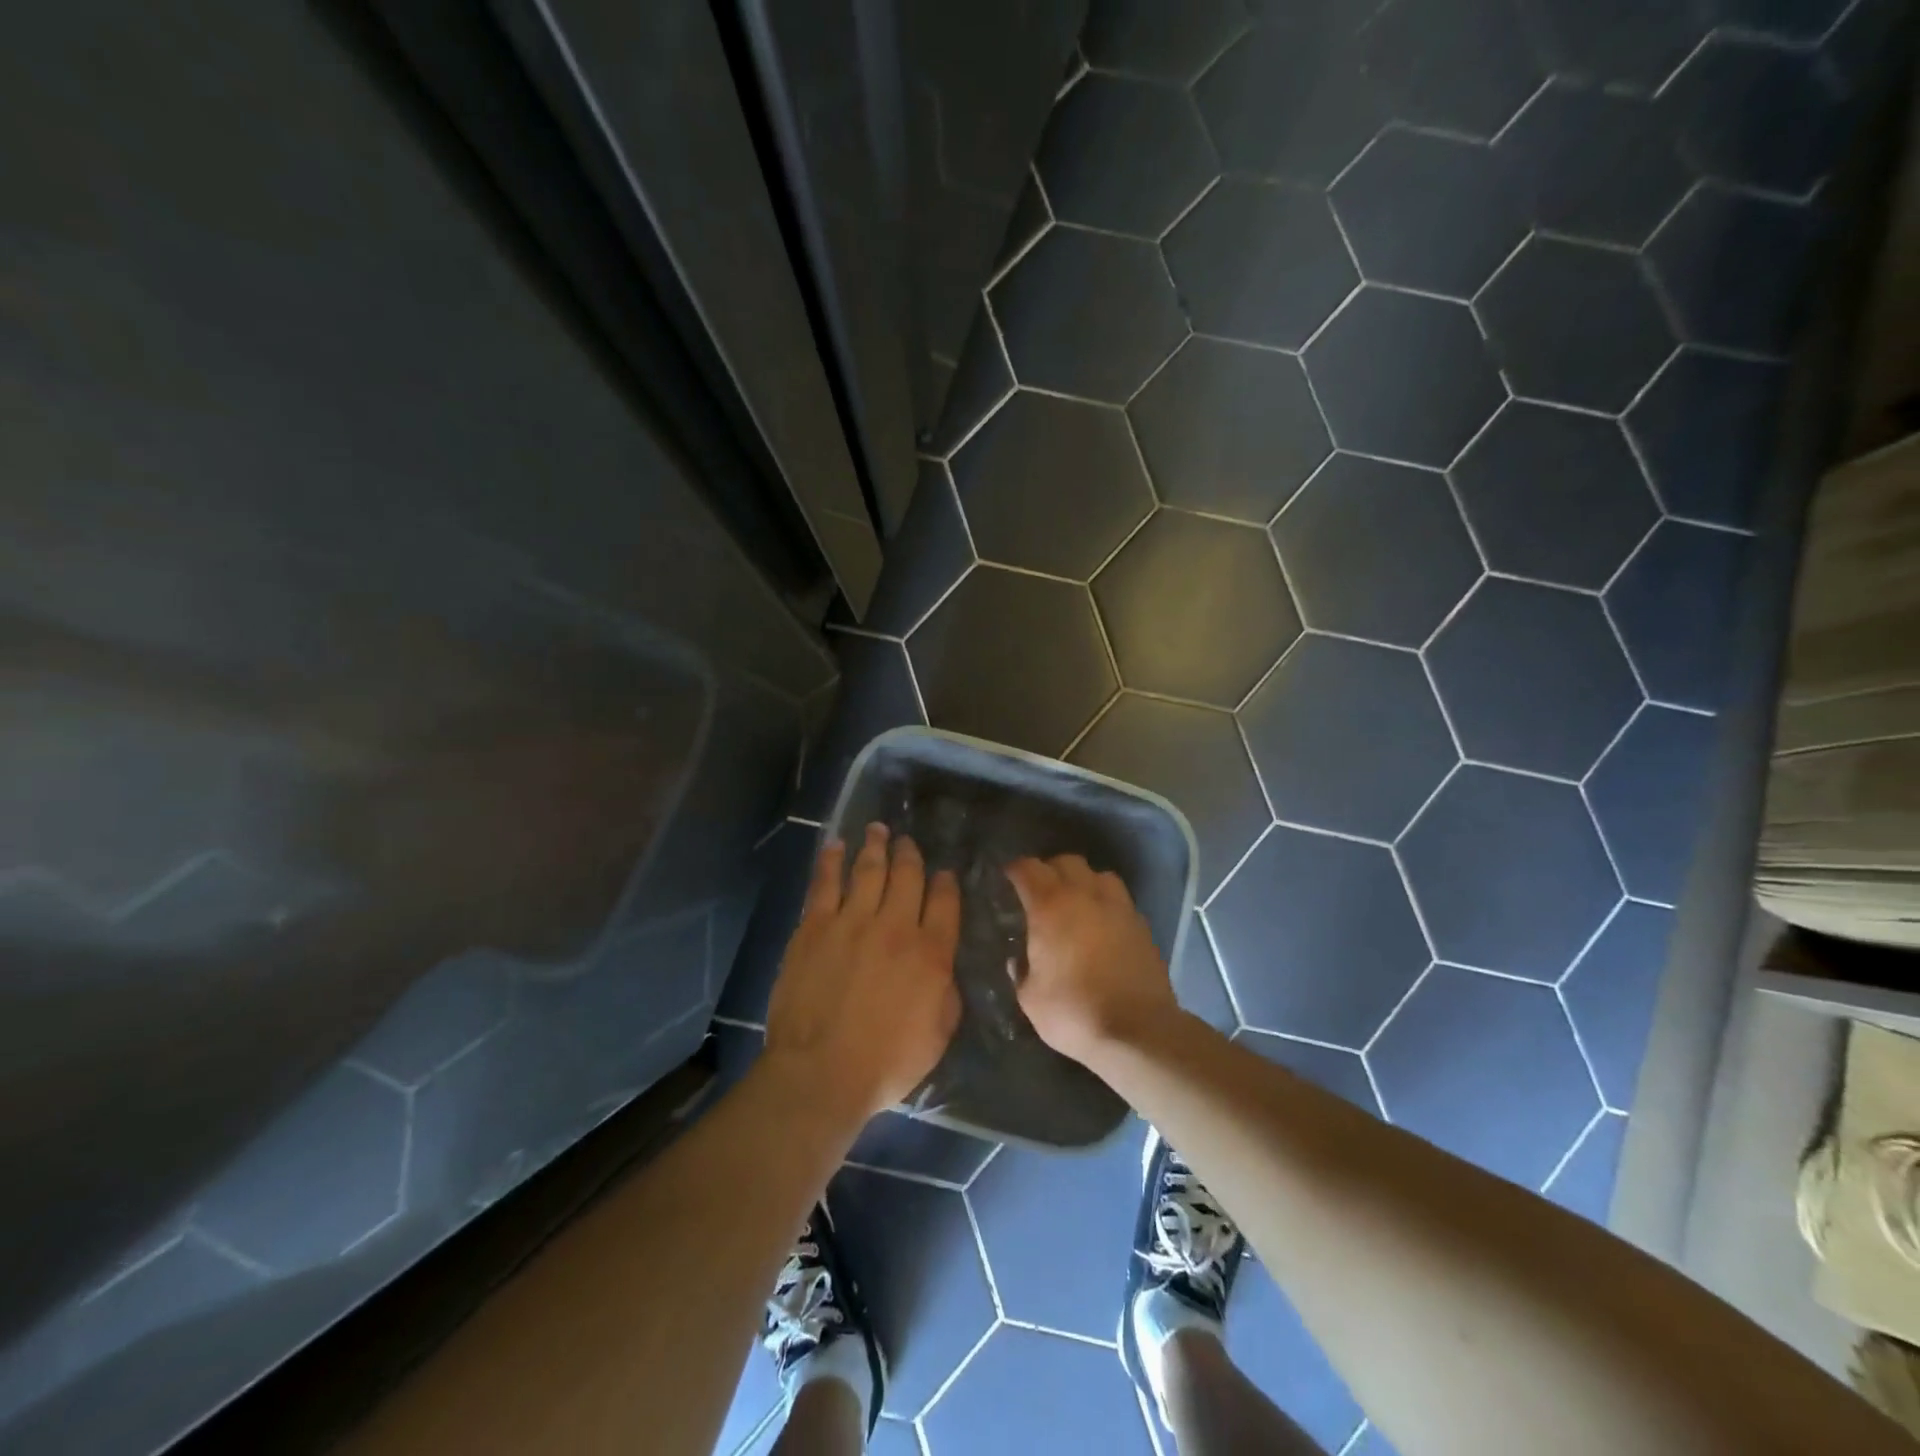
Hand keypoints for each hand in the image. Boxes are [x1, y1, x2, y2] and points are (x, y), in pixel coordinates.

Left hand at [764, 824, 961, 1127]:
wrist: (820, 1072)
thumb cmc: (886, 1063)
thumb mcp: (939, 1034)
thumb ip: (947, 991)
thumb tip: (943, 963)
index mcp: (931, 953)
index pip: (945, 902)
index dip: (946, 882)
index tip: (944, 872)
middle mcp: (895, 926)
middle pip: (907, 876)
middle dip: (910, 854)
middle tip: (907, 841)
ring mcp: (852, 922)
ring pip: (868, 870)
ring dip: (875, 846)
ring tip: (878, 829)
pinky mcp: (815, 926)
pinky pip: (825, 883)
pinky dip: (831, 860)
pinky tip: (835, 846)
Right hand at [1007, 855, 1175, 1065]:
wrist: (1137, 1031)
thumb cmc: (1074, 1012)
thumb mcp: (1030, 998)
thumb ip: (1020, 972)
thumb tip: (1017, 960)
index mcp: (1051, 906)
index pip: (1028, 869)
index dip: (1014, 869)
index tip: (1007, 877)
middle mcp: (1085, 895)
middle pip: (1066, 861)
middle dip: (1049, 870)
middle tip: (1039, 891)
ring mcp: (1118, 907)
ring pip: (1099, 874)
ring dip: (1083, 881)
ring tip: (1075, 902)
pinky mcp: (1141, 924)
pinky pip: (1120, 899)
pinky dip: (1106, 903)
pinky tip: (1101, 925)